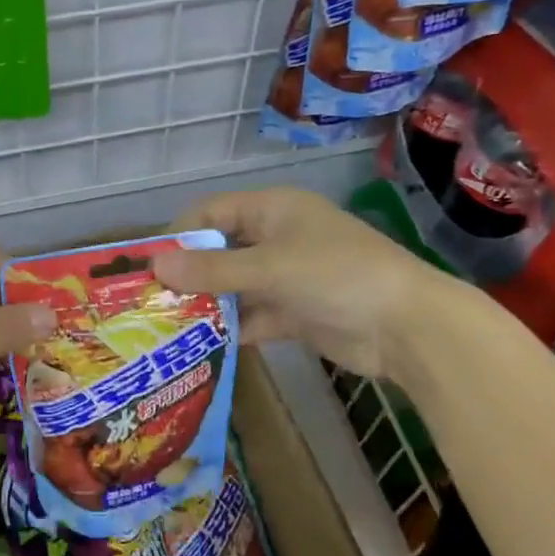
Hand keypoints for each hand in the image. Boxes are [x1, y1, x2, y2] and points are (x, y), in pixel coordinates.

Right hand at [151, 186, 454, 375]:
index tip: (147, 263)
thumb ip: (211, 269)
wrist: (406, 327)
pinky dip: (233, 328)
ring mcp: (288, 276)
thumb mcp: (269, 267)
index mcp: (273, 209)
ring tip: (168, 326)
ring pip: (236, 286)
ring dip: (208, 303)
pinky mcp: (297, 312)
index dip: (180, 233)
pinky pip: (254, 315)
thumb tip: (155, 267)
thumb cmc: (336, 276)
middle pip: (221, 250)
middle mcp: (278, 238)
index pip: (213, 211)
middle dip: (189, 273)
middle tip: (151, 300)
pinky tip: (203, 345)